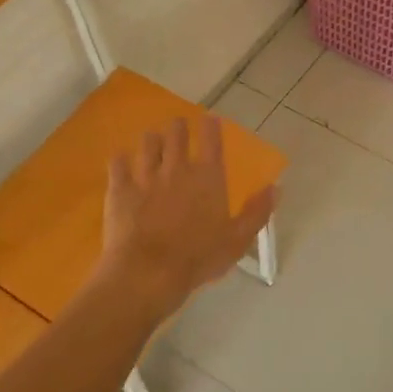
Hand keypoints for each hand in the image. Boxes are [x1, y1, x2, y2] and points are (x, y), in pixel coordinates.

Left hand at [98, 116, 277, 313]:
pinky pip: (117, 163)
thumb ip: (257, 212)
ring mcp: (145, 176)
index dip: (211, 126)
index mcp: (207, 177)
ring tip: (152, 141)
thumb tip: (275, 188)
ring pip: (147, 143)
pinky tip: (121, 162)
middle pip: (176, 133)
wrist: (148, 272)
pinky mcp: (120, 189)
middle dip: (178, 127)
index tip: (210, 119)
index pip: (211, 140)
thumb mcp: (237, 240)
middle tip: (179, 127)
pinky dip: (121, 160)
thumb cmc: (198, 258)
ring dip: (152, 139)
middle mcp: (176, 168)